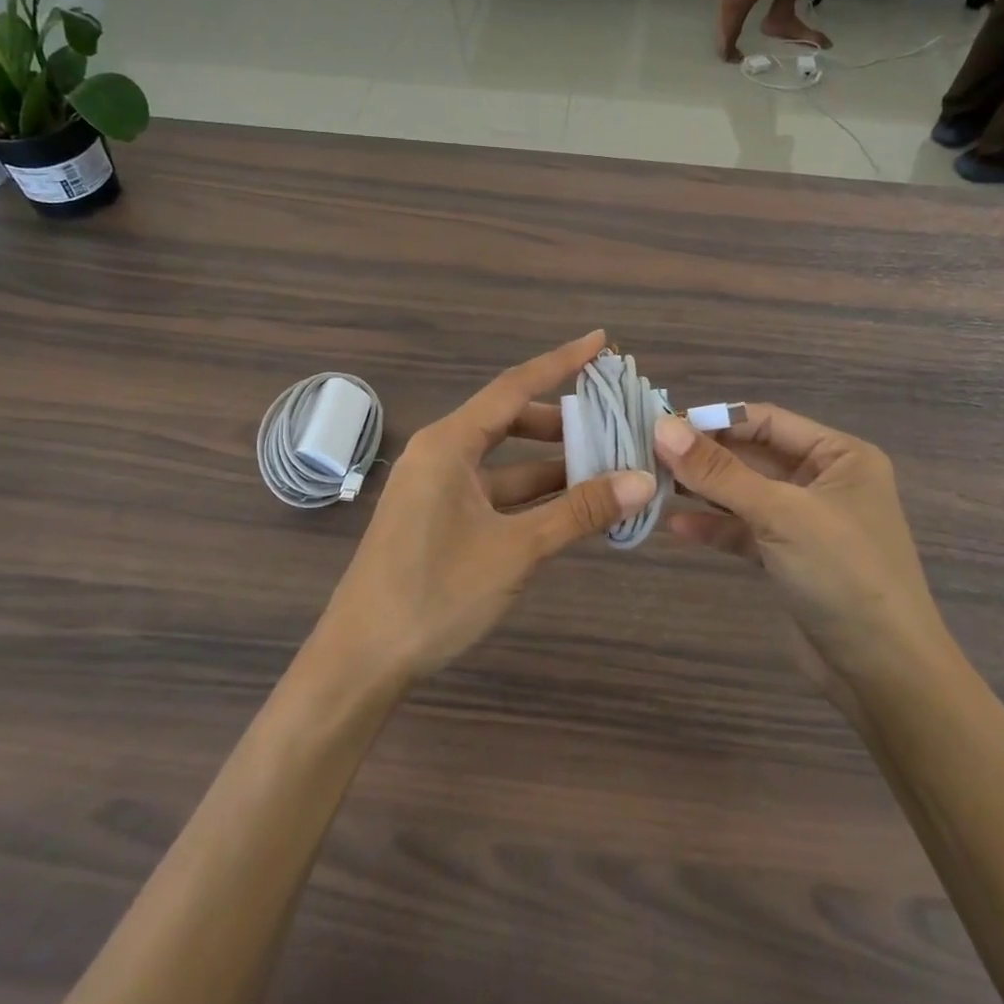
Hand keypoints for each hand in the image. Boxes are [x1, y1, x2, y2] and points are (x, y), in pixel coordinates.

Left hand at [321, 331, 655, 682]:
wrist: (362, 660)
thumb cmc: (435, 593)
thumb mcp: (516, 550)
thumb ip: (579, 512)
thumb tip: (642, 480)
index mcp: (448, 443)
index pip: (514, 387)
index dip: (561, 362)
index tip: (600, 342)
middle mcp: (440, 454)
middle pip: (510, 421)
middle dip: (563, 422)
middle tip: (614, 419)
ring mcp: (437, 489)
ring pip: (505, 462)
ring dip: (551, 465)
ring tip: (607, 466)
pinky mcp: (438, 519)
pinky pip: (494, 492)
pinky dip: (531, 496)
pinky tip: (570, 507)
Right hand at [653, 406, 945, 690]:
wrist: (883, 674)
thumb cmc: (843, 574)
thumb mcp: (780, 514)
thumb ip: (719, 472)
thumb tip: (662, 428)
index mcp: (840, 455)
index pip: (766, 421)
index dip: (714, 420)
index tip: (660, 425)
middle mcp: (824, 481)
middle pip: (752, 455)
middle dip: (703, 457)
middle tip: (647, 455)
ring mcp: (806, 521)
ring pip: (744, 493)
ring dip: (703, 490)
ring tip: (653, 485)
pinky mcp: (789, 558)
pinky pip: (744, 531)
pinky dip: (714, 526)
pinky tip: (676, 526)